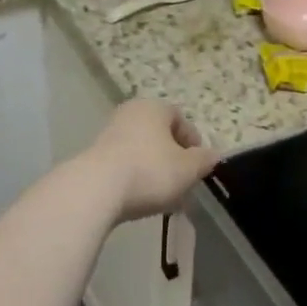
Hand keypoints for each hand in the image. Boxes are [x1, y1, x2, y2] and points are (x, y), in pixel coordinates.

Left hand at [84, 100, 219, 221]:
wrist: (95, 190)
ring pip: (142, 151)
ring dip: (154, 169)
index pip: (181, 120)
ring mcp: (108, 133)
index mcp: (154, 107)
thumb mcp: (188, 169)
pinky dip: (134, 177)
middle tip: (182, 183)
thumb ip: (204, 160)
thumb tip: (213, 155)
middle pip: (160, 135)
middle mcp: (130, 113)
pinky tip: (139, 198)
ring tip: (162, 196)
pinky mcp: (93, 156)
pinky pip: (123, 164)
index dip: (194, 144)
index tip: (198, 168)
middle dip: (173, 159)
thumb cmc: (149, 171)